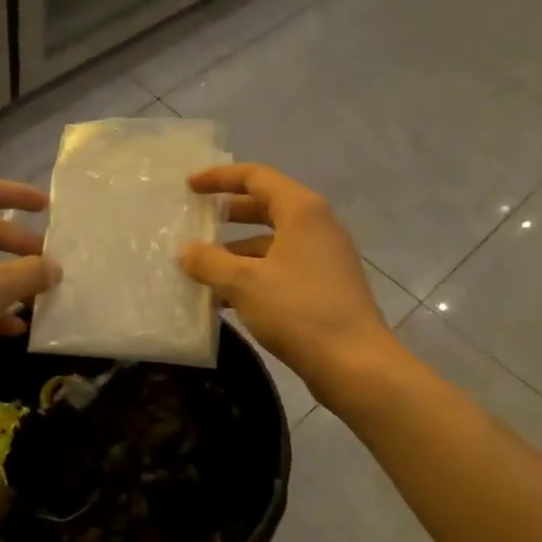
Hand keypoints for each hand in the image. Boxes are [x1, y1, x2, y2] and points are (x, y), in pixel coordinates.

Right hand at [180, 164, 397, 400]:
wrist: (355, 364)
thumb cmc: (298, 311)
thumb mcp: (244, 283)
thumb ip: (209, 262)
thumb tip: (186, 251)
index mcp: (302, 211)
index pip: (257, 177)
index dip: (220, 178)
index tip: (189, 186)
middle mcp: (317, 226)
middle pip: (266, 207)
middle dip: (229, 213)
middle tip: (196, 220)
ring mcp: (324, 258)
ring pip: (272, 243)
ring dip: (237, 251)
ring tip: (202, 268)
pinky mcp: (325, 287)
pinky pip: (281, 268)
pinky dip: (253, 275)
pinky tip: (225, 299)